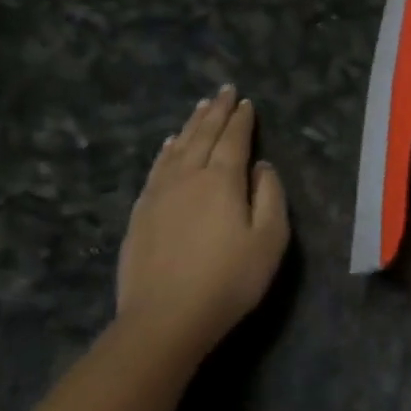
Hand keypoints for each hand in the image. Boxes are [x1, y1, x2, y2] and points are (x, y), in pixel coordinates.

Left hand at [117, 85, 288, 350]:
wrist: (165, 319)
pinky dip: (166, 151)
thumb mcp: (270, 239)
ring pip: (177, 148)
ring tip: (200, 108)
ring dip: (191, 126)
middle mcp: (188, 177)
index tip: (246, 101)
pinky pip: (156, 168)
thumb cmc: (229, 279)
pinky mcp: (140, 214)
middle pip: (203, 136)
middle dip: (216, 112)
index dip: (241, 119)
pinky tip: (168, 146)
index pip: (233, 139)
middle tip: (223, 91)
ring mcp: (158, 194)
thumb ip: (270, 195)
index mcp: (222, 180)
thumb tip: (262, 166)